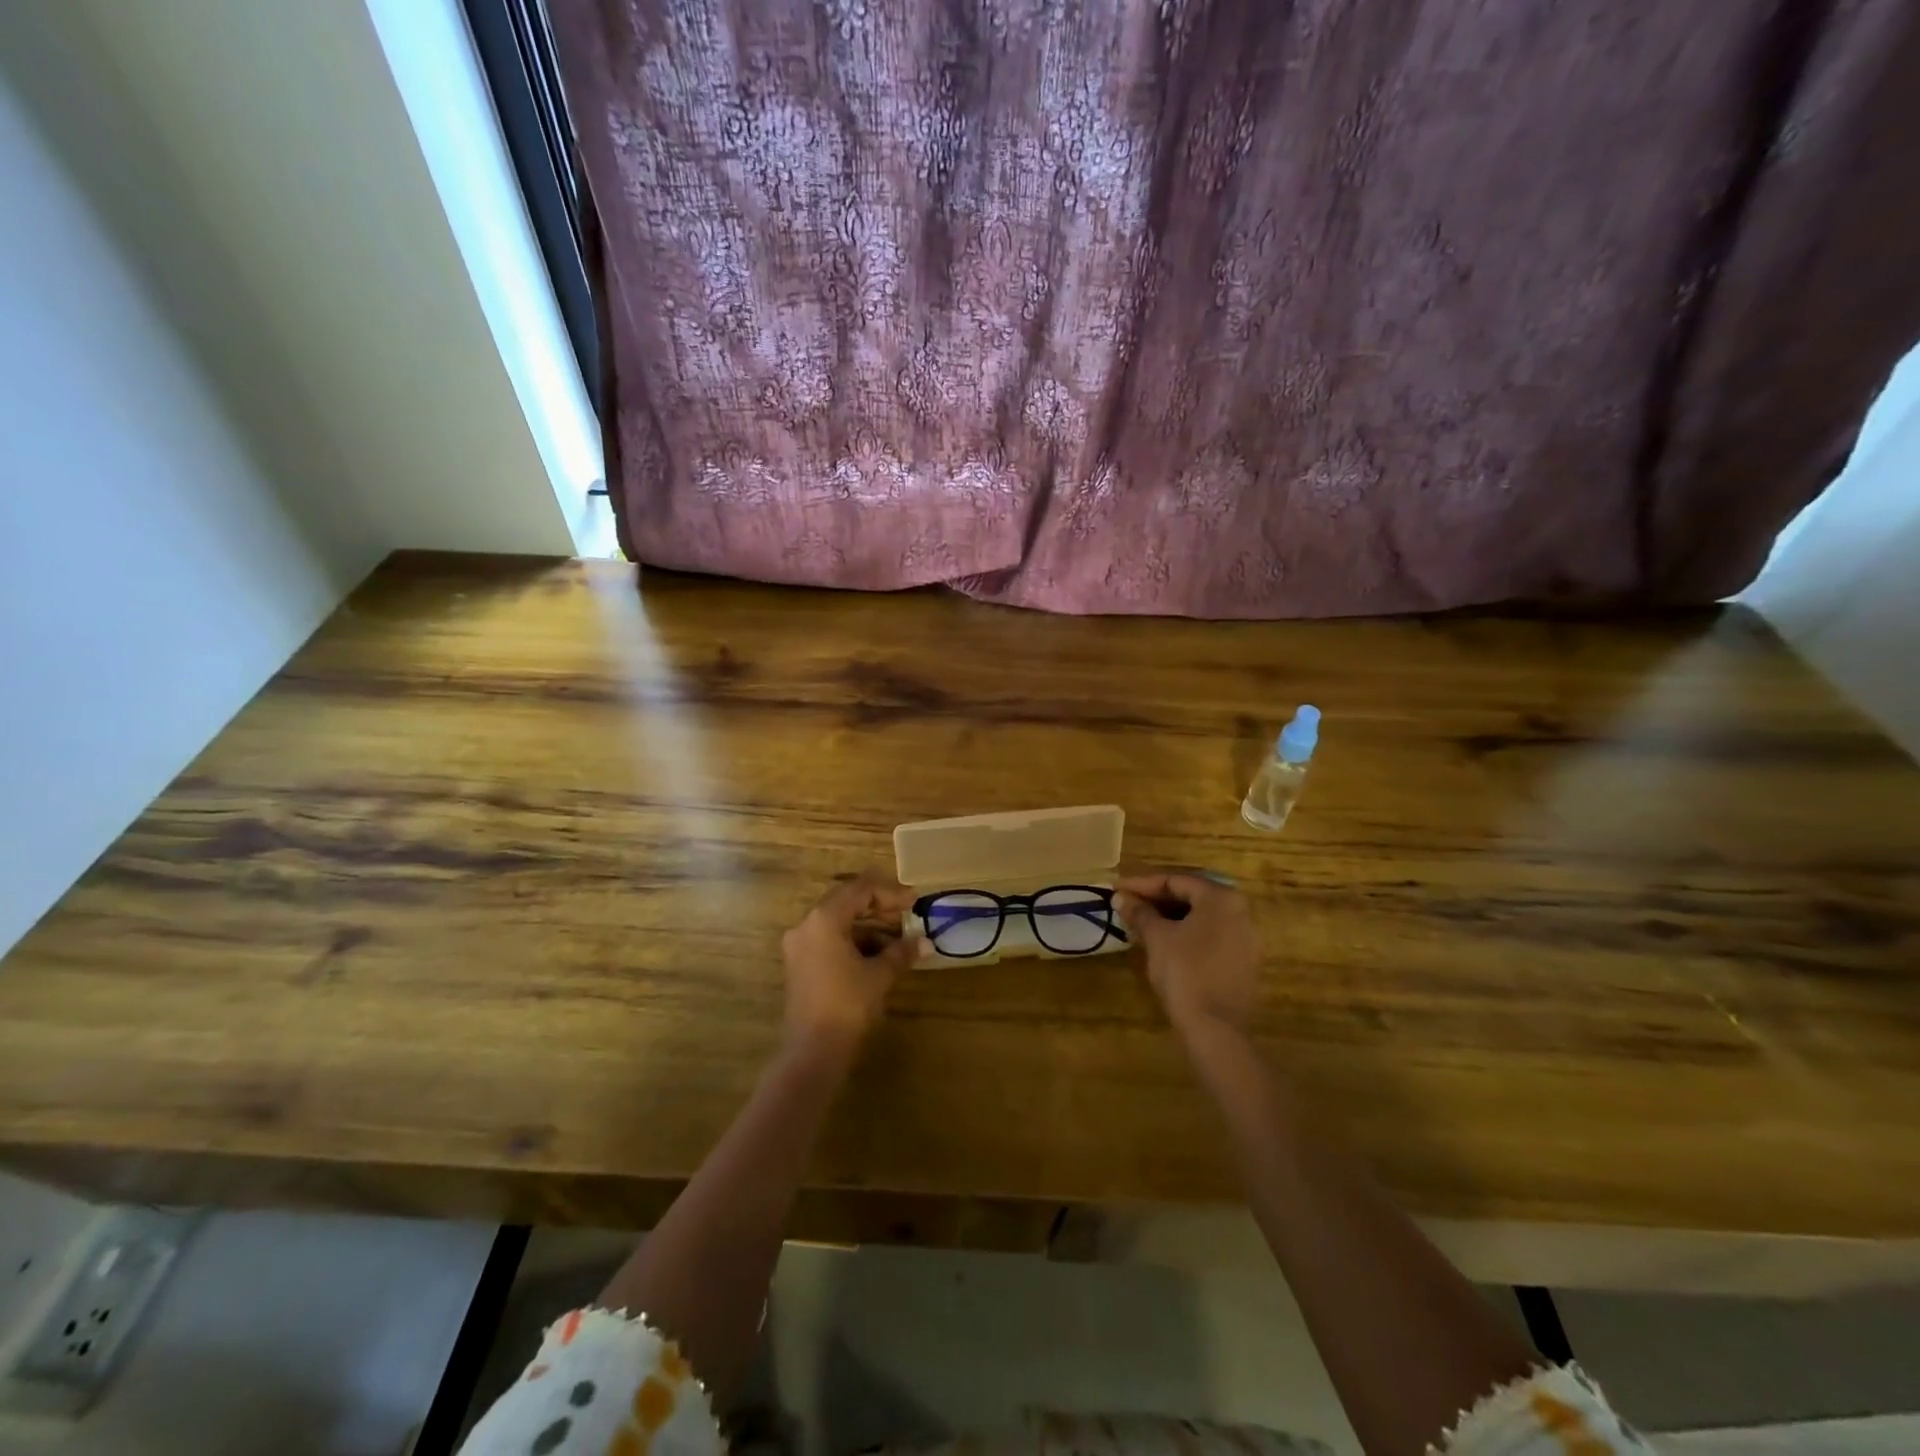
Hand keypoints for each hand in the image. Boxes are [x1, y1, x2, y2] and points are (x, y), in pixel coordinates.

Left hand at [780, 872, 921, 1057]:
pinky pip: (829, 941)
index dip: (890, 893)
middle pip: (846, 902)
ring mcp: (799, 946)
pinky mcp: (800, 965)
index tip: (914, 902)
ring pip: (838, 923)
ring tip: (899, 939)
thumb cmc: (848, 1005)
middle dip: (879, 907)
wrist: (813, 1052)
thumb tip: (927, 942)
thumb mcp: (879, 975)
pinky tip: (878, 956)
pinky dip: (854, 942)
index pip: (860, 890)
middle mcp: (806, 926)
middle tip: (907, 915)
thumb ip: (902, 953)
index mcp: (824, 919)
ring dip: (868, 927)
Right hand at [1114, 872, 1260, 1036]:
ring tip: (1140, 922)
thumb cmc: (1184, 972)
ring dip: (1170, 916)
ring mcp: (1246, 939)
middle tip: (1127, 904)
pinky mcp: (1244, 962)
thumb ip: (1140, 912)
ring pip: (1201, 918)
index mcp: (1221, 898)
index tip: (1117, 889)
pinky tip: (1163, 942)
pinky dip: (1186, 934)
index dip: (1142, 884)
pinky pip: (1210, 936)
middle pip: (1191, 896)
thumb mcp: (1157, 937)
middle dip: (1156, 899)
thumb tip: (1121, 897)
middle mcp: (1240, 912)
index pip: (1176, 880)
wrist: (1215, 1028)